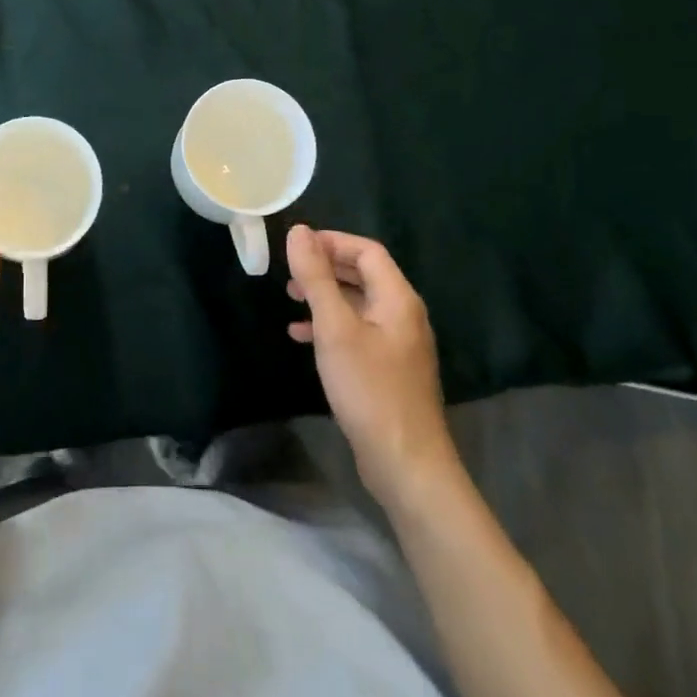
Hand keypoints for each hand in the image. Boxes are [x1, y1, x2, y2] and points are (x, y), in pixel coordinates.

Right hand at [285, 224, 458, 511]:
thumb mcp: (335, 328)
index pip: (367, 251)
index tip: (296, 247)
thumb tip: (299, 231)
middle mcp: (403, 315)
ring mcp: (398, 344)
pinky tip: (302, 337)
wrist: (406, 465)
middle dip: (325, 267)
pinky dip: (330, 326)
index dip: (332, 242)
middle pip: (364, 274)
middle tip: (290, 271)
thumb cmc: (369, 389)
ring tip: (290, 298)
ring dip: (325, 296)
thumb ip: (317, 277)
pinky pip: (358, 331)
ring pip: (358, 303)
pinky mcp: (389, 370)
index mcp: (398, 298)